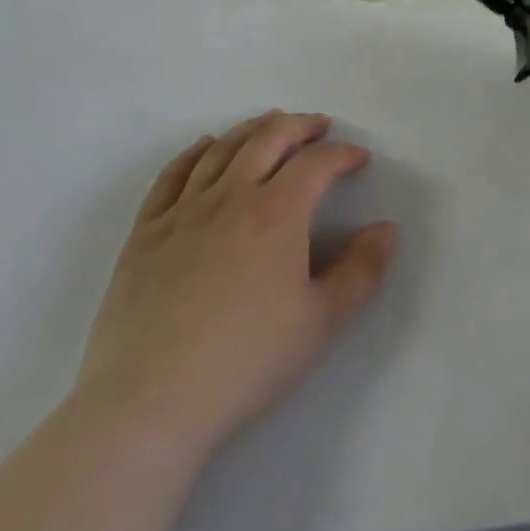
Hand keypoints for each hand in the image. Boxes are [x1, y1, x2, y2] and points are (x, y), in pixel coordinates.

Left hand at [72, 112, 395, 464]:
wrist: (146, 405)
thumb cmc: (245, 362)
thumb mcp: (322, 321)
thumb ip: (362, 271)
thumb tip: (385, 230)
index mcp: (277, 214)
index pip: (317, 164)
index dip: (343, 154)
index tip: (358, 159)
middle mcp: (229, 198)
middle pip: (267, 140)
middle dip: (299, 126)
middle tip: (318, 126)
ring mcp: (181, 212)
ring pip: (221, 150)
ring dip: (251, 129)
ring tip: (270, 125)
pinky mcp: (144, 234)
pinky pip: (172, 176)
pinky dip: (193, 152)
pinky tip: (205, 146)